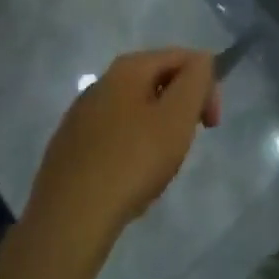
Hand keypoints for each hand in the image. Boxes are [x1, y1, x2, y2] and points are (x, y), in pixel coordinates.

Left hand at [28, 49, 221, 241]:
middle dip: (180, 110)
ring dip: (156, 132)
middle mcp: (101, 82)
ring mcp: (80, 115)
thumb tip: (201, 62)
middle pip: (158, 83)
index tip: (211, 124)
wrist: (67, 221)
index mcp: (128, 68)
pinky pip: (113, 137)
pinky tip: (128, 182)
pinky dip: (130, 151)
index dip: (205, 85)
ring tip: (157, 170)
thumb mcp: (177, 116)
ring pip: (135, 111)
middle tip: (185, 147)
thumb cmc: (131, 162)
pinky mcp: (68, 147)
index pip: (182, 57)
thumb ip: (196, 80)